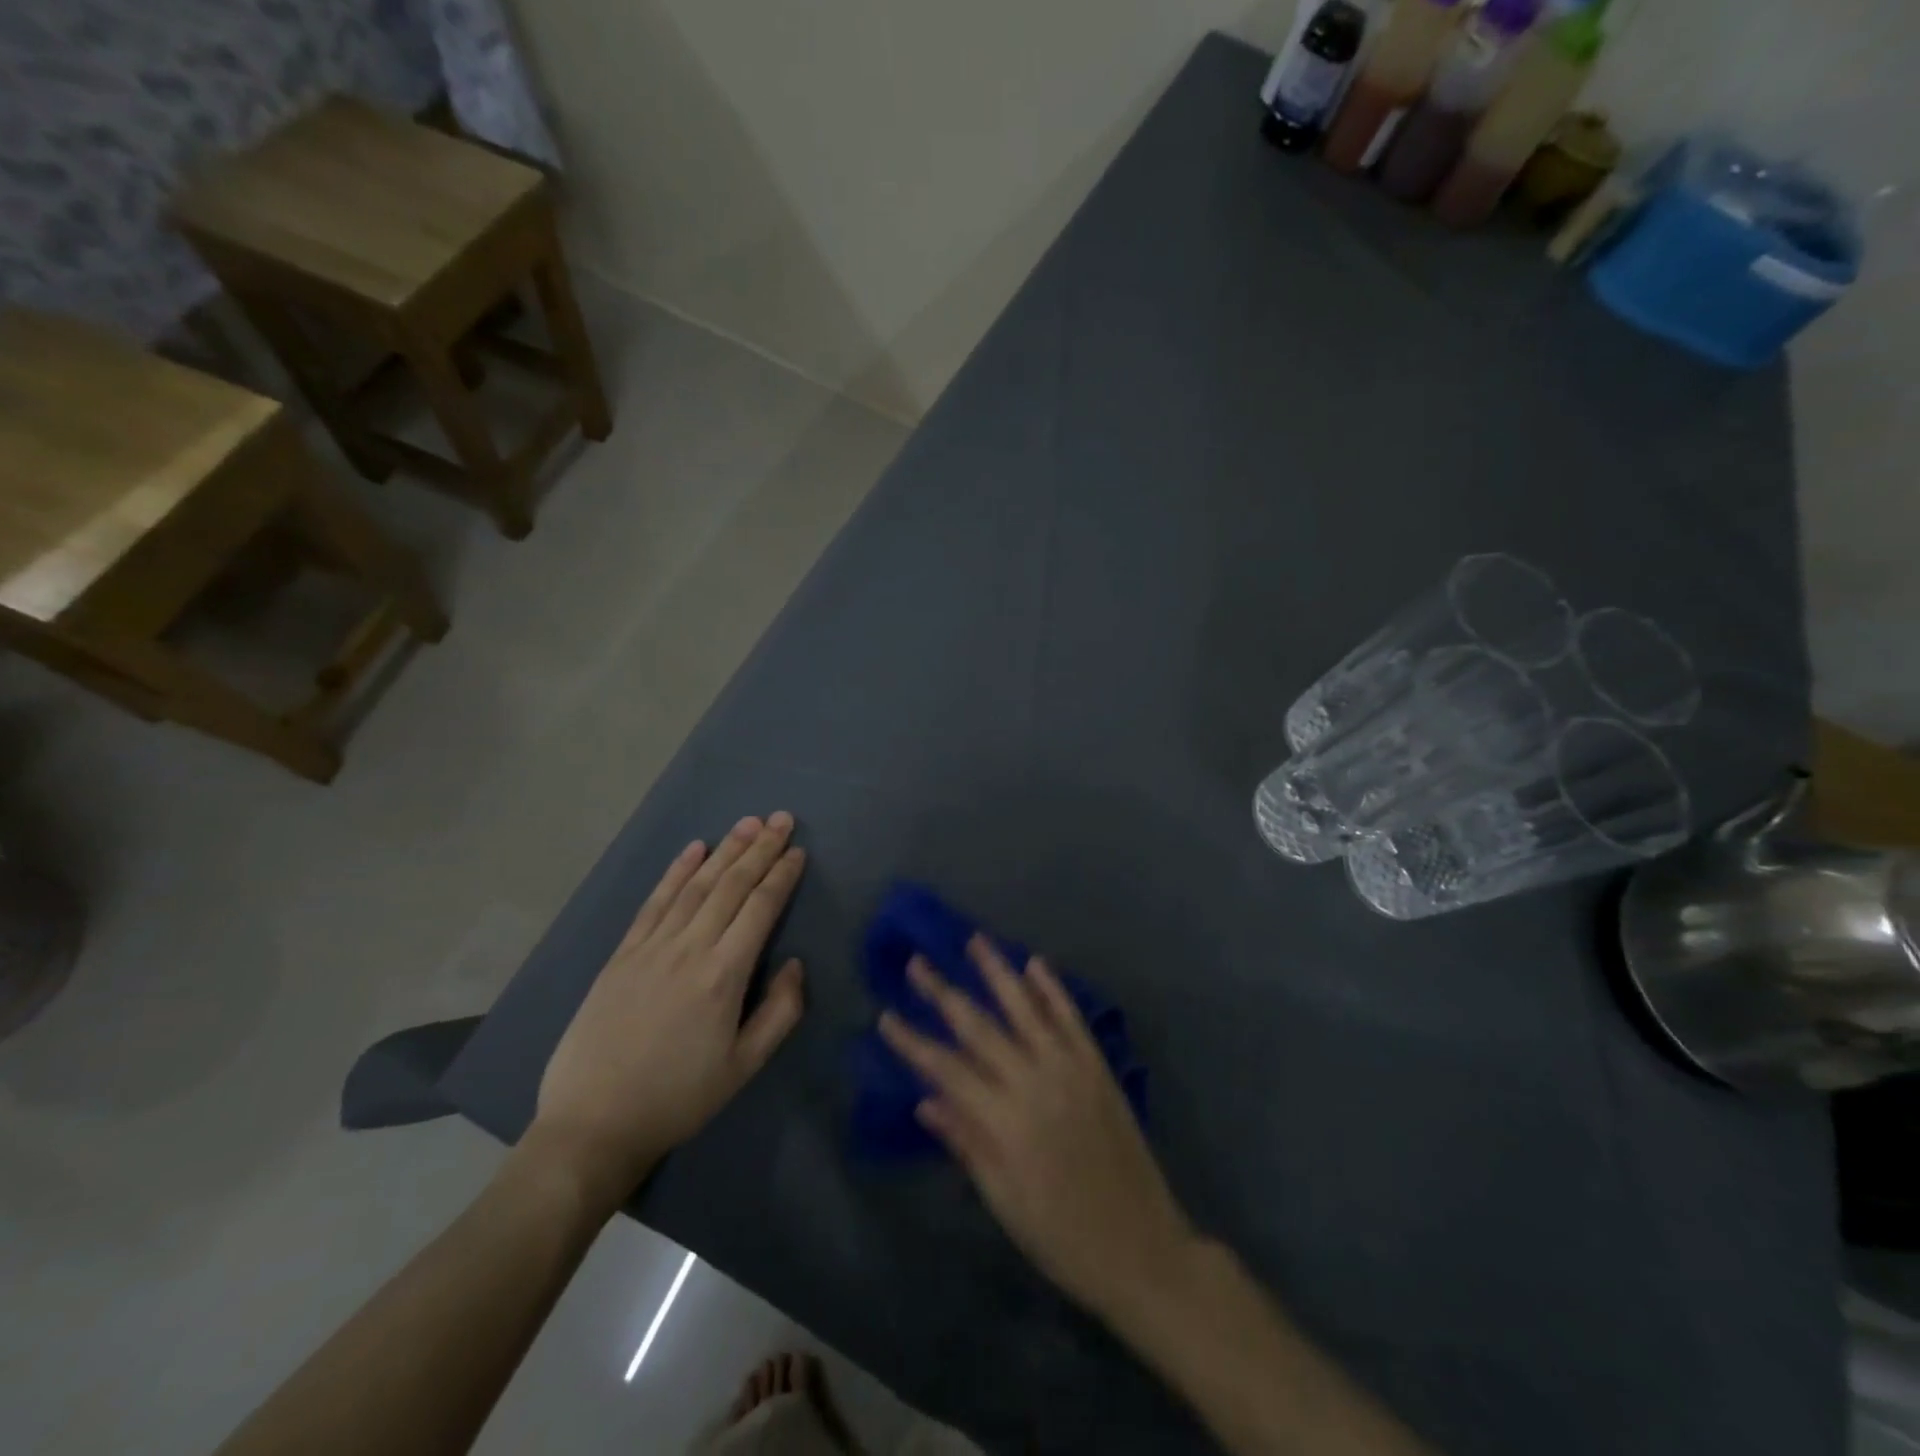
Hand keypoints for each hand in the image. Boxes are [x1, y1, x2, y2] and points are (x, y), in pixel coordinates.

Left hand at [527, 814, 807, 1210]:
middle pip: (731, 886)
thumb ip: (780, 1013)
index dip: (782, 876)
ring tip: (748, 822)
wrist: (593, 1123)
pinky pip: (654, 902)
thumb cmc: (679, 1098)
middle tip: (781, 818)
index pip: (760, 908)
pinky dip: (676, 871)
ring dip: (725, 851)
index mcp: (724, 975)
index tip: (798, 851)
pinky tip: (693, 850)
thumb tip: (794, 964)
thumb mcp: (744, 1067)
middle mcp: (689, 949)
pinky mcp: (622, 954)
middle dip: (760, 848)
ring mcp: (651, 947)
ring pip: (696, 886)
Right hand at [878, 938, 1196, 1318]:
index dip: (913, 1041)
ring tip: (975, 940)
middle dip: (943, 992)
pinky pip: (1071, 1018)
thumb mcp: (1003, 1200)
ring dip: (998, 971)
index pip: (945, 1068)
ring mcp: (1069, 1068)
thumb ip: (966, 1142)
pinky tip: (1036, 963)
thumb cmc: (1061, 1235)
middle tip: (916, 962)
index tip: (886, 1015)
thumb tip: (925, 1099)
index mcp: (1003, 1121)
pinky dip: (1053, 988)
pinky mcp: (1097, 1066)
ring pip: (1026, 1008)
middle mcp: (1033, 1082)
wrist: (1141, 1248)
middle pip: (979, 1027)